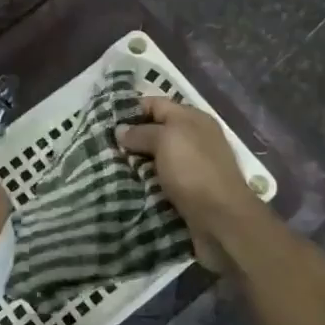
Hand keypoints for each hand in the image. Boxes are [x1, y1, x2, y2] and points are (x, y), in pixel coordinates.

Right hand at [116, 98, 255, 270]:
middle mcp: (194, 138)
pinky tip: (126, 185)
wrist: (222, 220)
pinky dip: (145, 182)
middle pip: (156, 131)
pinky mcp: (189, 191)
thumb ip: (141, 132)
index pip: (155, 104)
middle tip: (102, 145)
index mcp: (192, 118)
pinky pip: (161, 180)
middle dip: (131, 138)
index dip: (130, 110)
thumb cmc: (193, 170)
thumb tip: (120, 131)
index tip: (104, 120)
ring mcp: (193, 166)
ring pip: (156, 158)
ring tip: (108, 166)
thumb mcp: (165, 140)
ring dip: (136, 163)